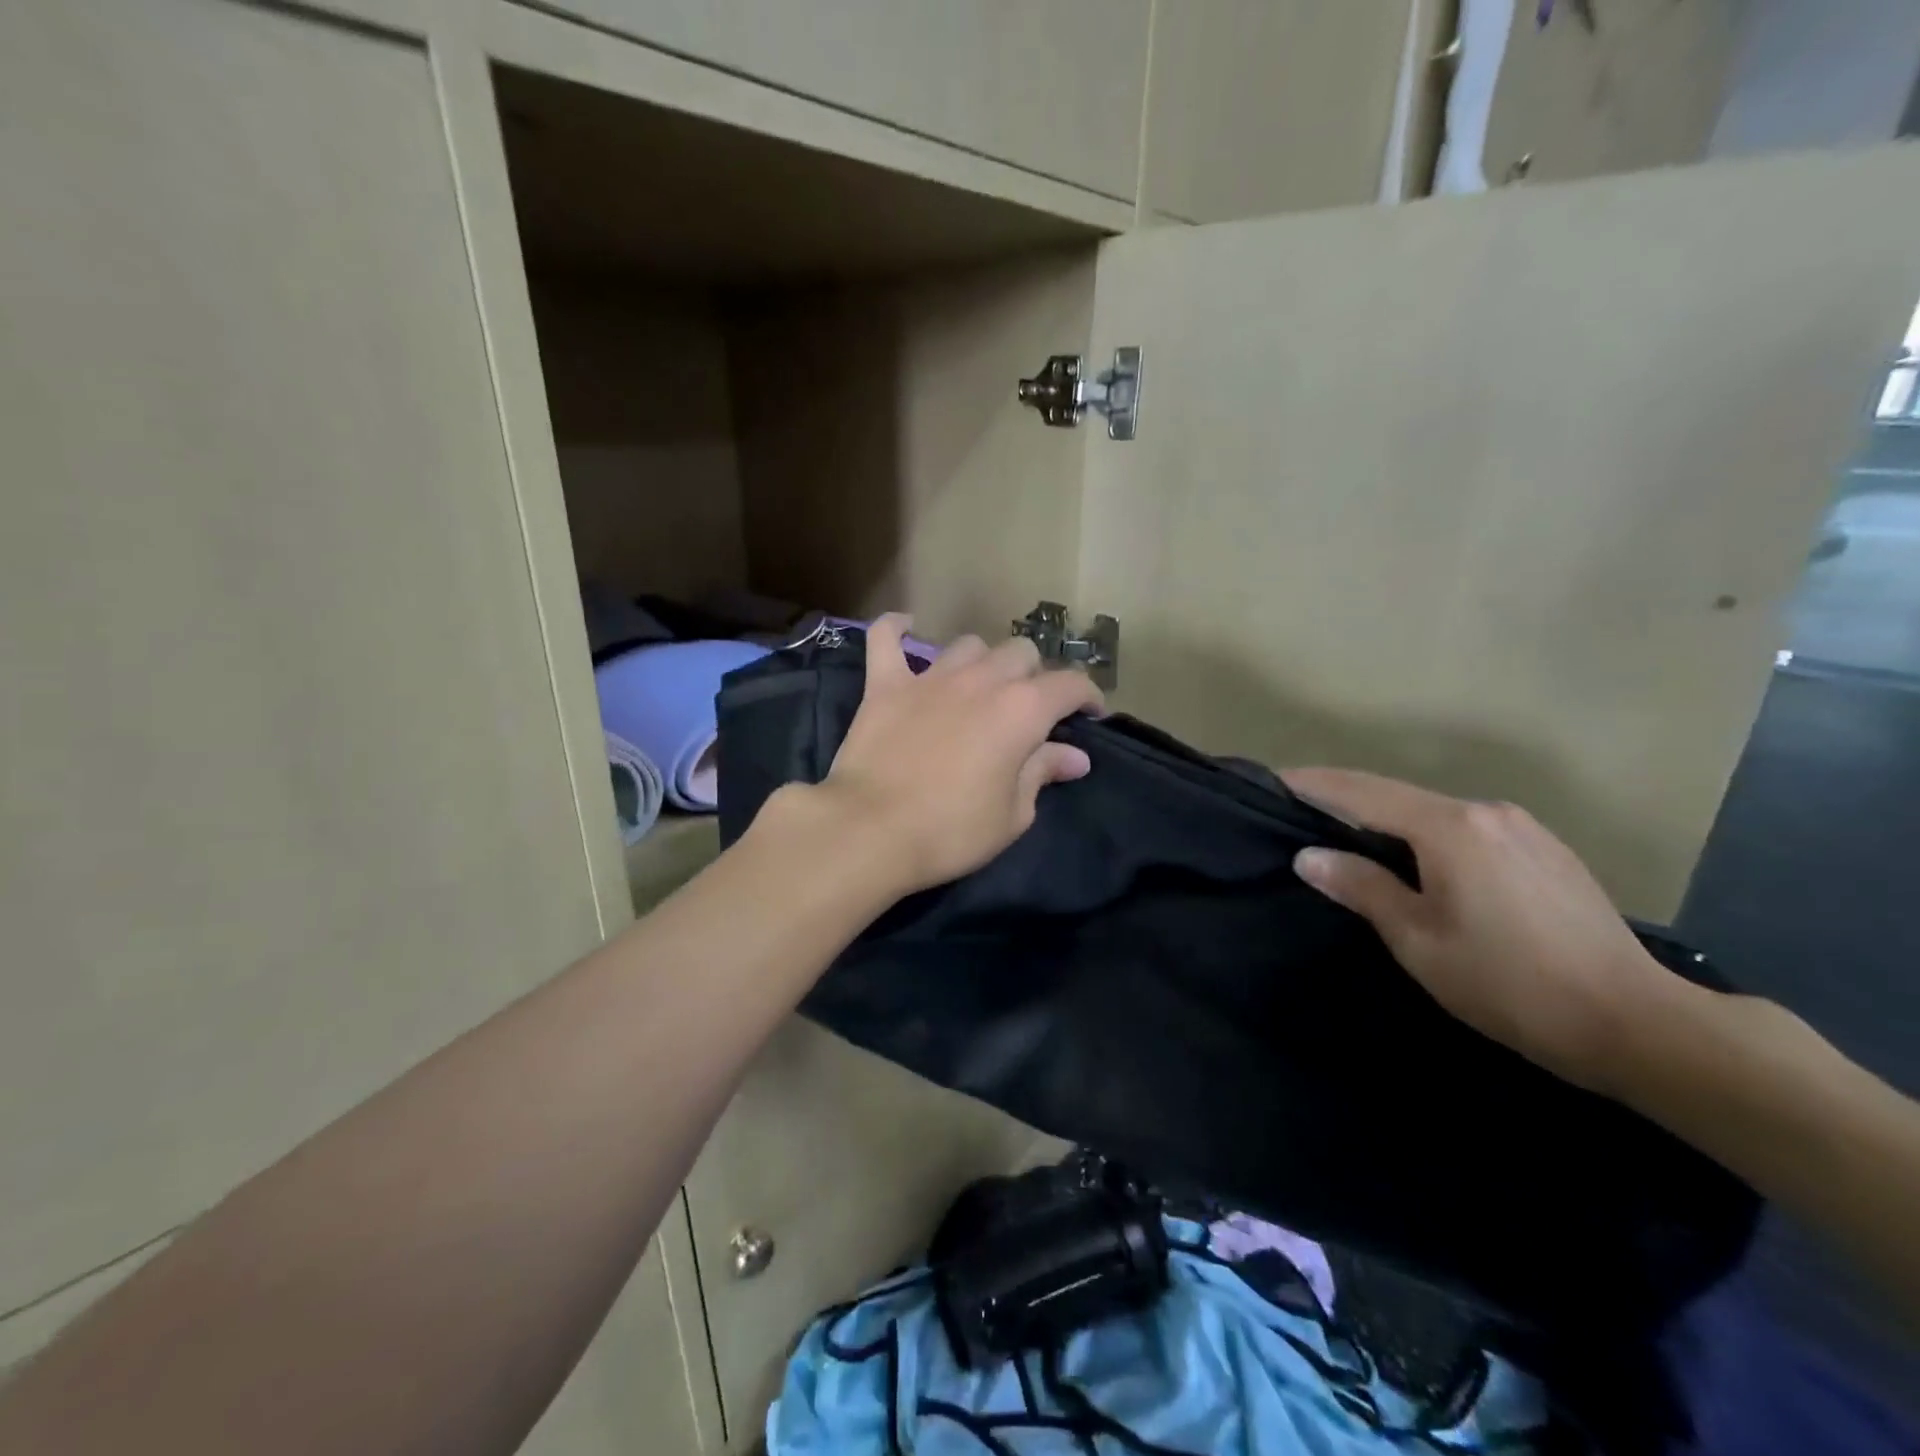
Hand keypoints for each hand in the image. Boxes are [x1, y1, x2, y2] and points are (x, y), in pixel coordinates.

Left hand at [813, 615, 1102, 896]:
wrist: (871, 831)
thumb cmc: (951, 831)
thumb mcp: (1013, 814)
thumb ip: (1043, 773)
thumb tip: (1075, 756)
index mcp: (1021, 710)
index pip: (1070, 684)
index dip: (1087, 695)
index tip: (1090, 714)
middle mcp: (980, 680)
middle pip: (1020, 653)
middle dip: (1034, 675)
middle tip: (1028, 709)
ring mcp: (929, 677)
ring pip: (968, 645)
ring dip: (983, 661)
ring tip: (979, 687)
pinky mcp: (884, 684)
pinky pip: (886, 638)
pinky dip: (896, 630)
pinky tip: (905, 628)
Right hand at [1283, 767, 1679, 1091]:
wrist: (1638, 1023)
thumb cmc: (1509, 984)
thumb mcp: (1419, 940)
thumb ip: (1362, 888)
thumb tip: (1310, 856)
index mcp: (1449, 827)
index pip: (1361, 792)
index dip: (1314, 784)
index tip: (1274, 779)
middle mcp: (1486, 811)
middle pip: (1398, 796)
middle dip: (1347, 799)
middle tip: (1303, 809)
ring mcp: (1523, 827)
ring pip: (1435, 812)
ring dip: (1390, 819)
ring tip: (1356, 838)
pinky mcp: (1547, 850)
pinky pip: (1468, 829)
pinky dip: (1430, 834)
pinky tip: (1423, 862)